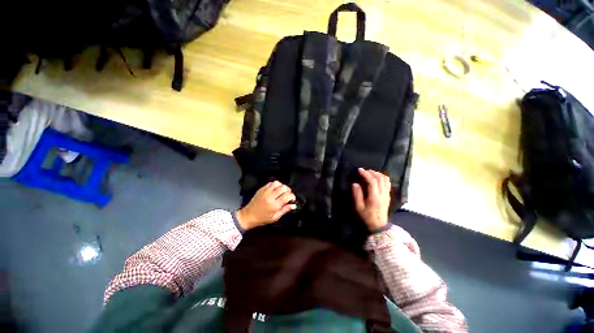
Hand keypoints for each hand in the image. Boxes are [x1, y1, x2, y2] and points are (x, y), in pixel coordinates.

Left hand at [236, 181, 296, 230]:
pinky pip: (270, 183)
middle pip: (283, 187)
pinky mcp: (261, 189)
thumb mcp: (275, 217)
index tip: (292, 199)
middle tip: (288, 195)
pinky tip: (276, 189)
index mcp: (274, 205)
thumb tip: (294, 205)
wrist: (248, 216)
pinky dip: (275, 185)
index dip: (292, 196)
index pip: (287, 196)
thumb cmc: (262, 219)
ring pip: (277, 183)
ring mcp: (265, 192)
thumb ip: (285, 210)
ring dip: (282, 186)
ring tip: (282, 191)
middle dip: (288, 190)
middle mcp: (270, 197)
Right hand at [352, 168, 390, 231]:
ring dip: (377, 173)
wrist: (378, 225)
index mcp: (374, 197)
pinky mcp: (388, 195)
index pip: (372, 181)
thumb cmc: (366, 216)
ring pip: (385, 179)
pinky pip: (387, 183)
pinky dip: (382, 177)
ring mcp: (387, 194)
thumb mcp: (358, 207)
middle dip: (372, 172)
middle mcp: (382, 194)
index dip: (366, 174)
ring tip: (370, 173)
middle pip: (380, 178)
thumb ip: (357, 195)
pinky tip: (376, 178)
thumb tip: (355, 184)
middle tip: (364, 171)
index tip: (359, 170)